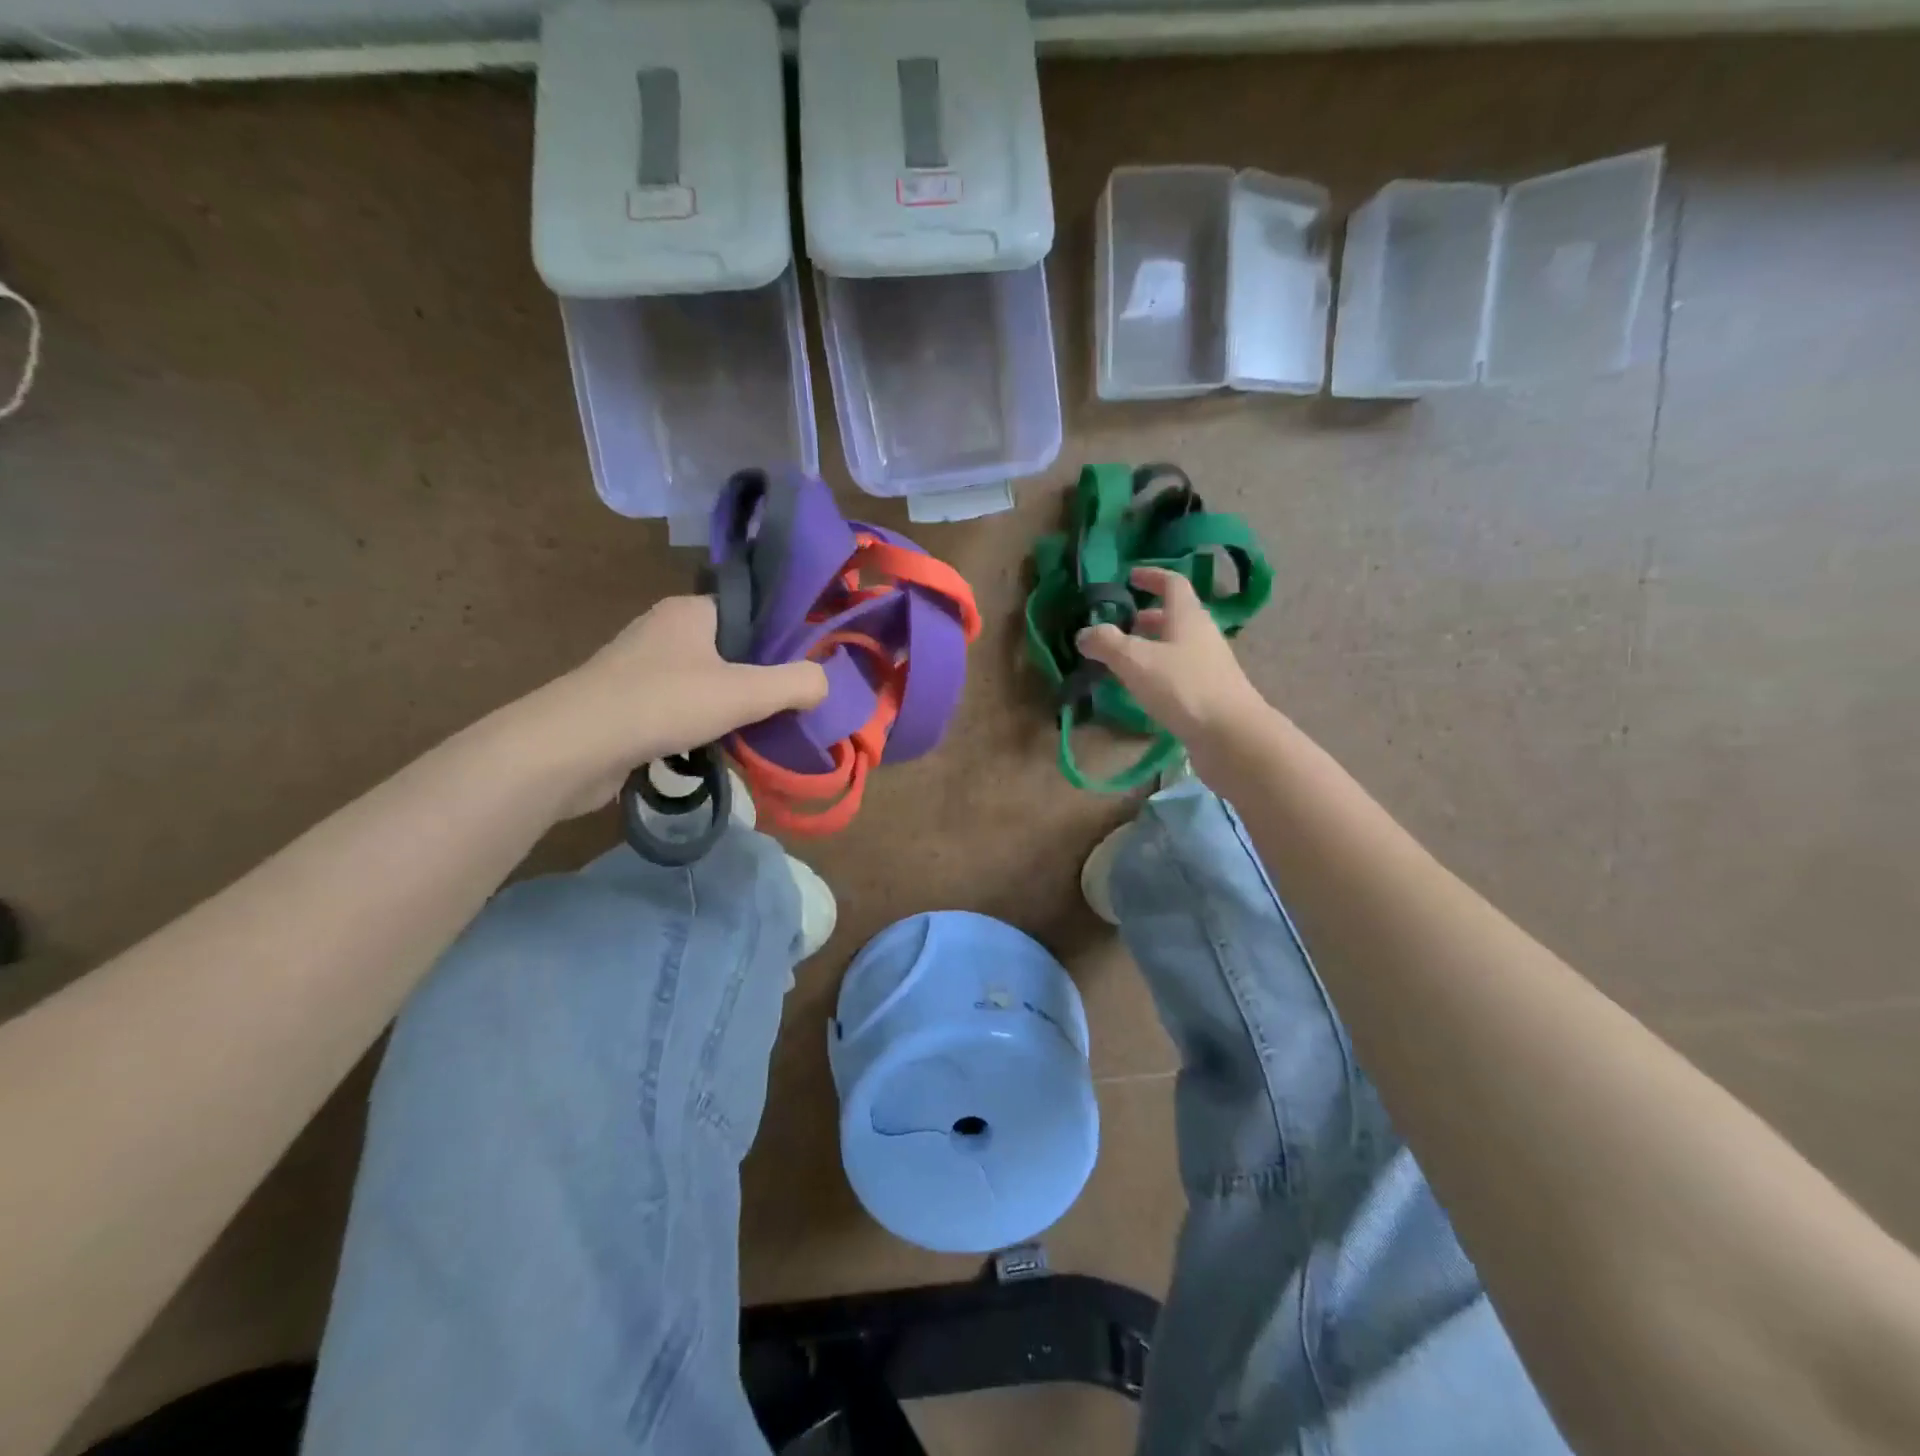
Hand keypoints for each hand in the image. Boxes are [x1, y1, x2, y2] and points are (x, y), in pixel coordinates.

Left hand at [524, 595, 827, 812]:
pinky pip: (678, 710)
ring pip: (704, 684)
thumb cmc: (662, 704)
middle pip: (730, 652)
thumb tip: (825, 682)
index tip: (806, 671)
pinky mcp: (625, 705)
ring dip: (729, 709)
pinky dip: (700, 728)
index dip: (780, 640)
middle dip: (758, 681)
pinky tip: (717, 751)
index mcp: (690, 611)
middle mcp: (664, 631)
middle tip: (790, 708)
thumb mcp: (744, 692)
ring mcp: (639, 668)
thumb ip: (794, 684)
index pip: (749, 614)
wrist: (570, 748)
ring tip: (760, 735)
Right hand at [1076, 567, 1268, 753]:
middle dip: (1147, 615)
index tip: (1130, 577)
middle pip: (1175, 615)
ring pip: (1177, 644)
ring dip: (1153, 645)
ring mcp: (1209, 665)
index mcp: (1188, 616)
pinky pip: (1180, 671)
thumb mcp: (1136, 661)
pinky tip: (1144, 688)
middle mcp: (1202, 634)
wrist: (1231, 736)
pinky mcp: (1209, 692)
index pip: (1173, 583)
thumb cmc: (1183, 687)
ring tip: (1125, 658)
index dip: (1152, 576)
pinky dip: (1159, 671)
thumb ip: (1107, 644)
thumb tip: (1084, 633)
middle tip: (1121, 622)